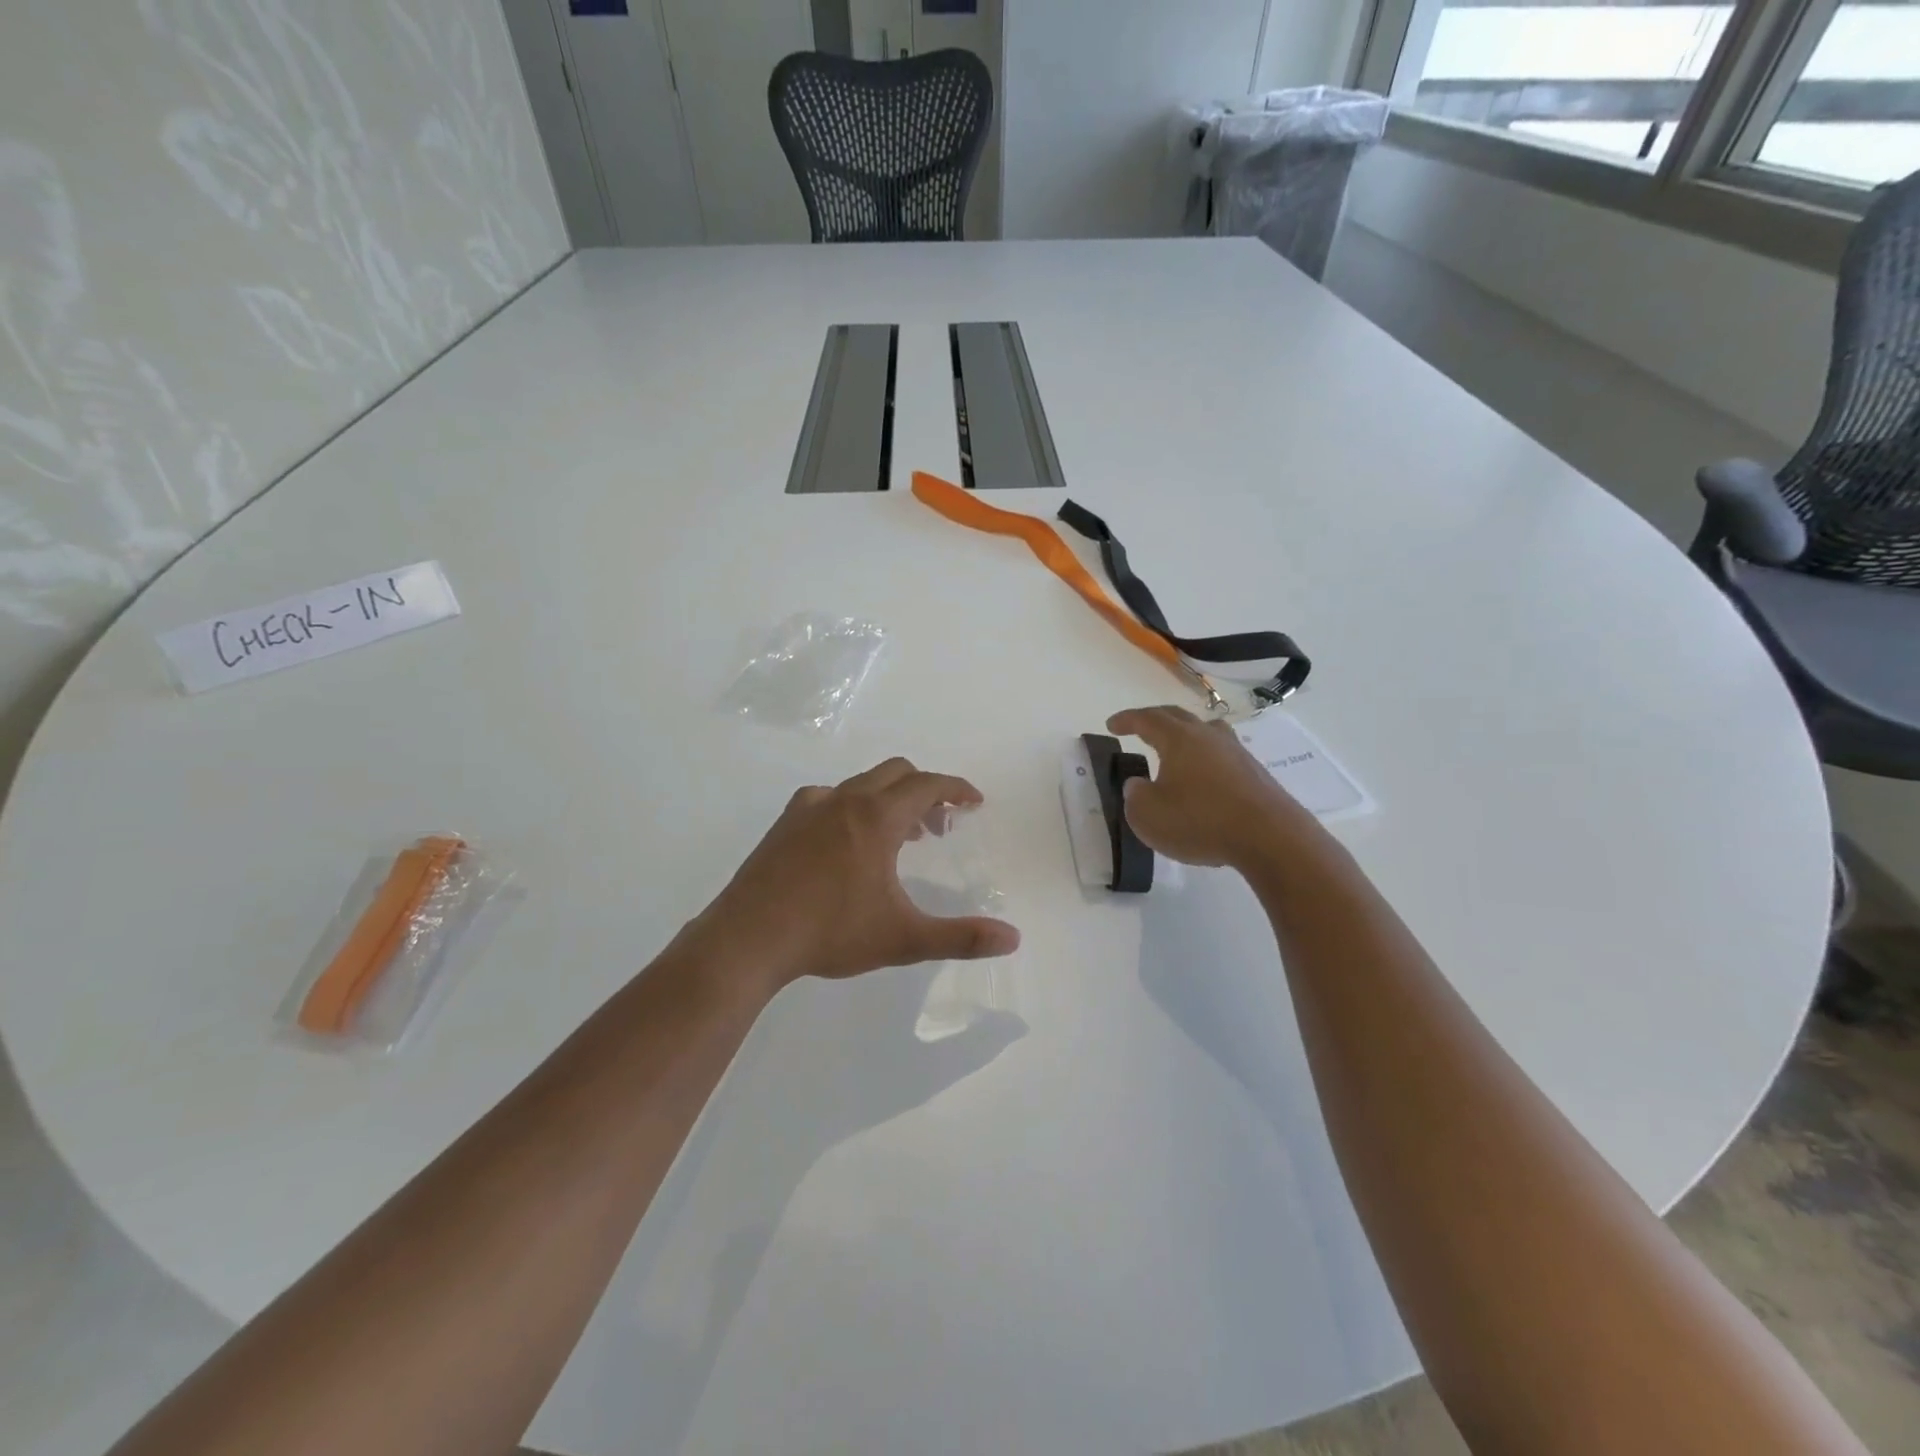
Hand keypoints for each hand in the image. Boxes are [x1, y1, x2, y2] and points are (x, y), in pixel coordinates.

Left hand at [691, 759, 1020, 987]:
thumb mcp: (903, 938)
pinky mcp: (785, 824)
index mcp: (876, 818)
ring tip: (900, 838)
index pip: (927, 785)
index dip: (956, 788)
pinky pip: (828, 798)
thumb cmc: (830, 933)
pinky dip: (852, 807)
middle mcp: (844, 800)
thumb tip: (1013, 939)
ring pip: (861, 784)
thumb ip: (961, 937)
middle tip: (940, 827)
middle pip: (896, 774)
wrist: (749, 938)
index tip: (974, 802)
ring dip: (889, 800)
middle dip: (925, 791)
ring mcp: (809, 808)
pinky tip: (846, 842)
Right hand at [1107, 705, 1315, 869]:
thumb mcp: (1148, 816)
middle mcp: (1208, 737)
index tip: (1112, 724)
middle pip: (1178, 717)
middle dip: (1155, 719)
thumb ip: (1135, 796)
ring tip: (1176, 746)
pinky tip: (1203, 778)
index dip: (1127, 720)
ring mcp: (1236, 753)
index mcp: (1178, 739)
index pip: (1147, 719)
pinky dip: (1205, 759)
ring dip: (1186, 734)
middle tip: (1138, 727)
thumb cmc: (1200, 821)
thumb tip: (1138, 785)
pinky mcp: (1255, 773)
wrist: (1269, 837)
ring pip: (1206, 732)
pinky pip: (1222, 755)